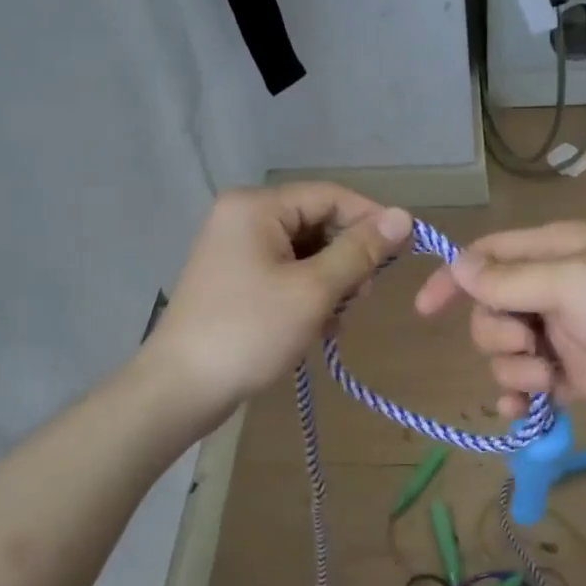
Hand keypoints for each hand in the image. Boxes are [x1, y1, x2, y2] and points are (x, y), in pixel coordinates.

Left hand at [144, 184, 414, 420]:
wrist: (181, 388)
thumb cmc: (250, 332)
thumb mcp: (313, 290)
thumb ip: (360, 251)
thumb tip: (404, 216)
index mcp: (257, 207)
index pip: (331, 196)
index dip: (370, 221)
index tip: (401, 255)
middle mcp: (244, 218)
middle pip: (318, 224)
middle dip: (347, 260)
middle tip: (359, 298)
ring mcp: (237, 250)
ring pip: (307, 253)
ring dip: (330, 284)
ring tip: (334, 320)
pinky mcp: (237, 280)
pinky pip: (287, 274)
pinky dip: (308, 296)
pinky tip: (316, 328)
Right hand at [414, 222, 585, 428]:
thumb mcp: (572, 282)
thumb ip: (510, 280)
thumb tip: (457, 266)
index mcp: (556, 253)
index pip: (488, 257)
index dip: (454, 279)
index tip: (425, 311)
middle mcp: (556, 291)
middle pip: (492, 310)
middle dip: (495, 333)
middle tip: (527, 345)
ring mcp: (568, 336)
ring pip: (508, 352)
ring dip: (513, 368)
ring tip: (546, 379)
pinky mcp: (580, 377)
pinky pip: (532, 386)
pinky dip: (520, 398)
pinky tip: (520, 412)